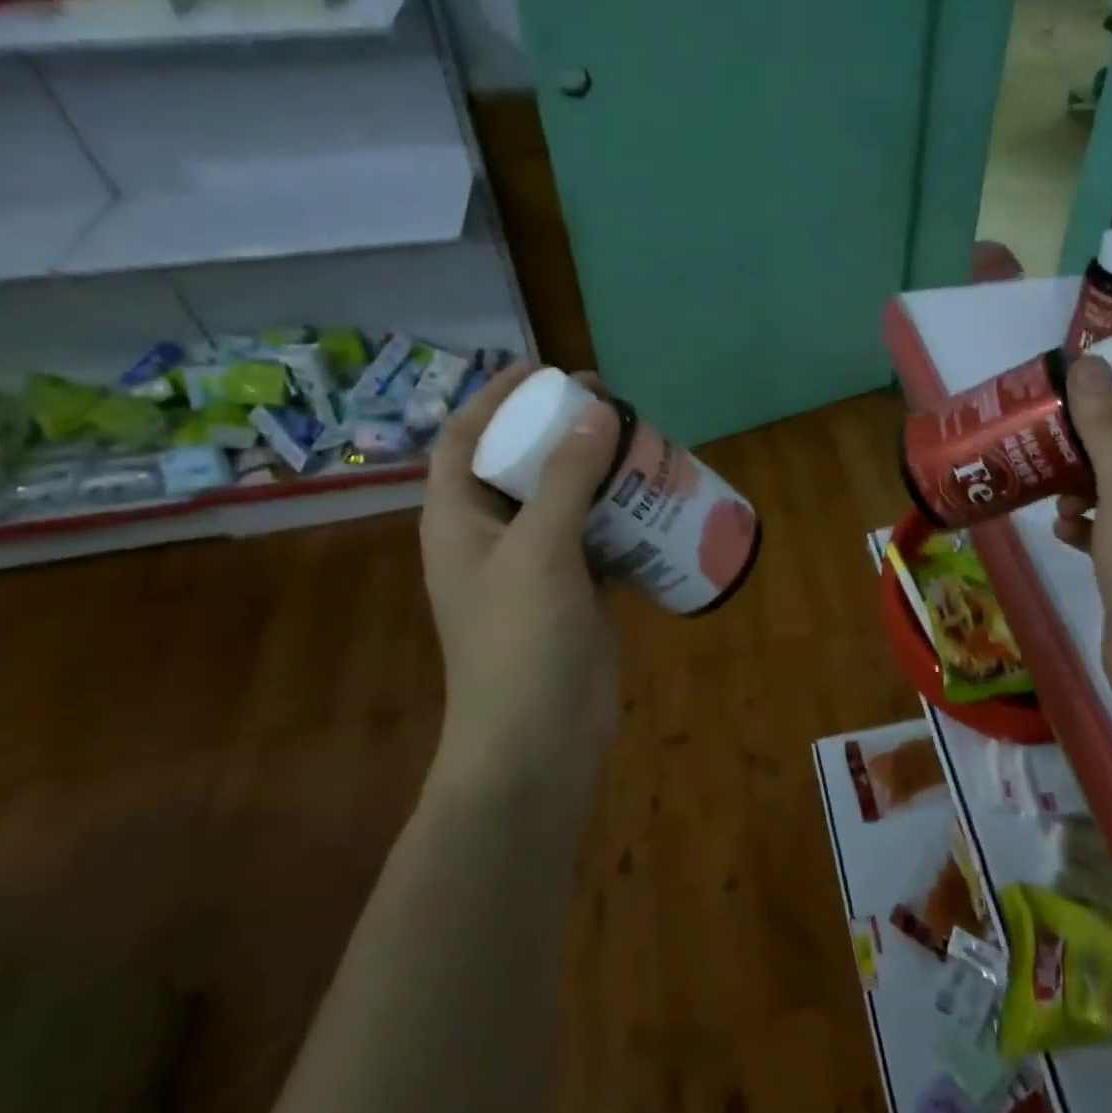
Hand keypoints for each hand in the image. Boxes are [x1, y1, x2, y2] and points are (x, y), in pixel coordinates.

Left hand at [420, 363, 622, 785]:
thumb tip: (597, 409)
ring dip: (595, 469)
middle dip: (556, 428)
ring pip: (563, 498)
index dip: (496, 398)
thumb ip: (568, 477)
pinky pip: (595, 534)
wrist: (538, 742)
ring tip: (636, 440)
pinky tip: (654, 497)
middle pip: (519, 463)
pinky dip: (620, 513)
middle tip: (606, 402)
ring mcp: (534, 565)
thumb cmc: (520, 639)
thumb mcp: (539, 549)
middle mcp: (491, 536)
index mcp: (457, 520)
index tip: (545, 370)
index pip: (464, 439)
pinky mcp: (574, 589)